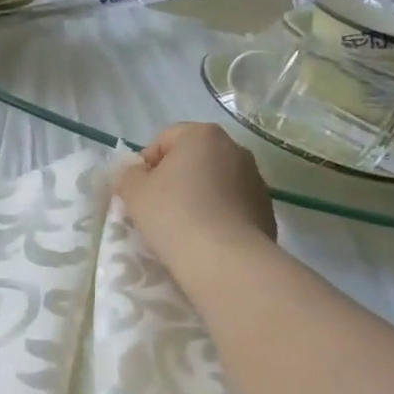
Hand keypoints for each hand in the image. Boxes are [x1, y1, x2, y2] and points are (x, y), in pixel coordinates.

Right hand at [117, 123, 276, 279]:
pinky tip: (207, 237)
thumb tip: (136, 174)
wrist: (225, 259)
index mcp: (202, 134)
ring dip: (198, 196)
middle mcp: (234, 147)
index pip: (163, 139)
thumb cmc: (174, 216)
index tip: (140, 192)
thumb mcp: (134, 192)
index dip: (146, 165)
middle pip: (192, 158)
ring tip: (184, 227)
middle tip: (158, 209)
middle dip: (175, 179)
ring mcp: (255, 177)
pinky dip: (218, 214)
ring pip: (214, 181)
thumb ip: (128, 175)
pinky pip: (232, 204)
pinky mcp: (265, 207)